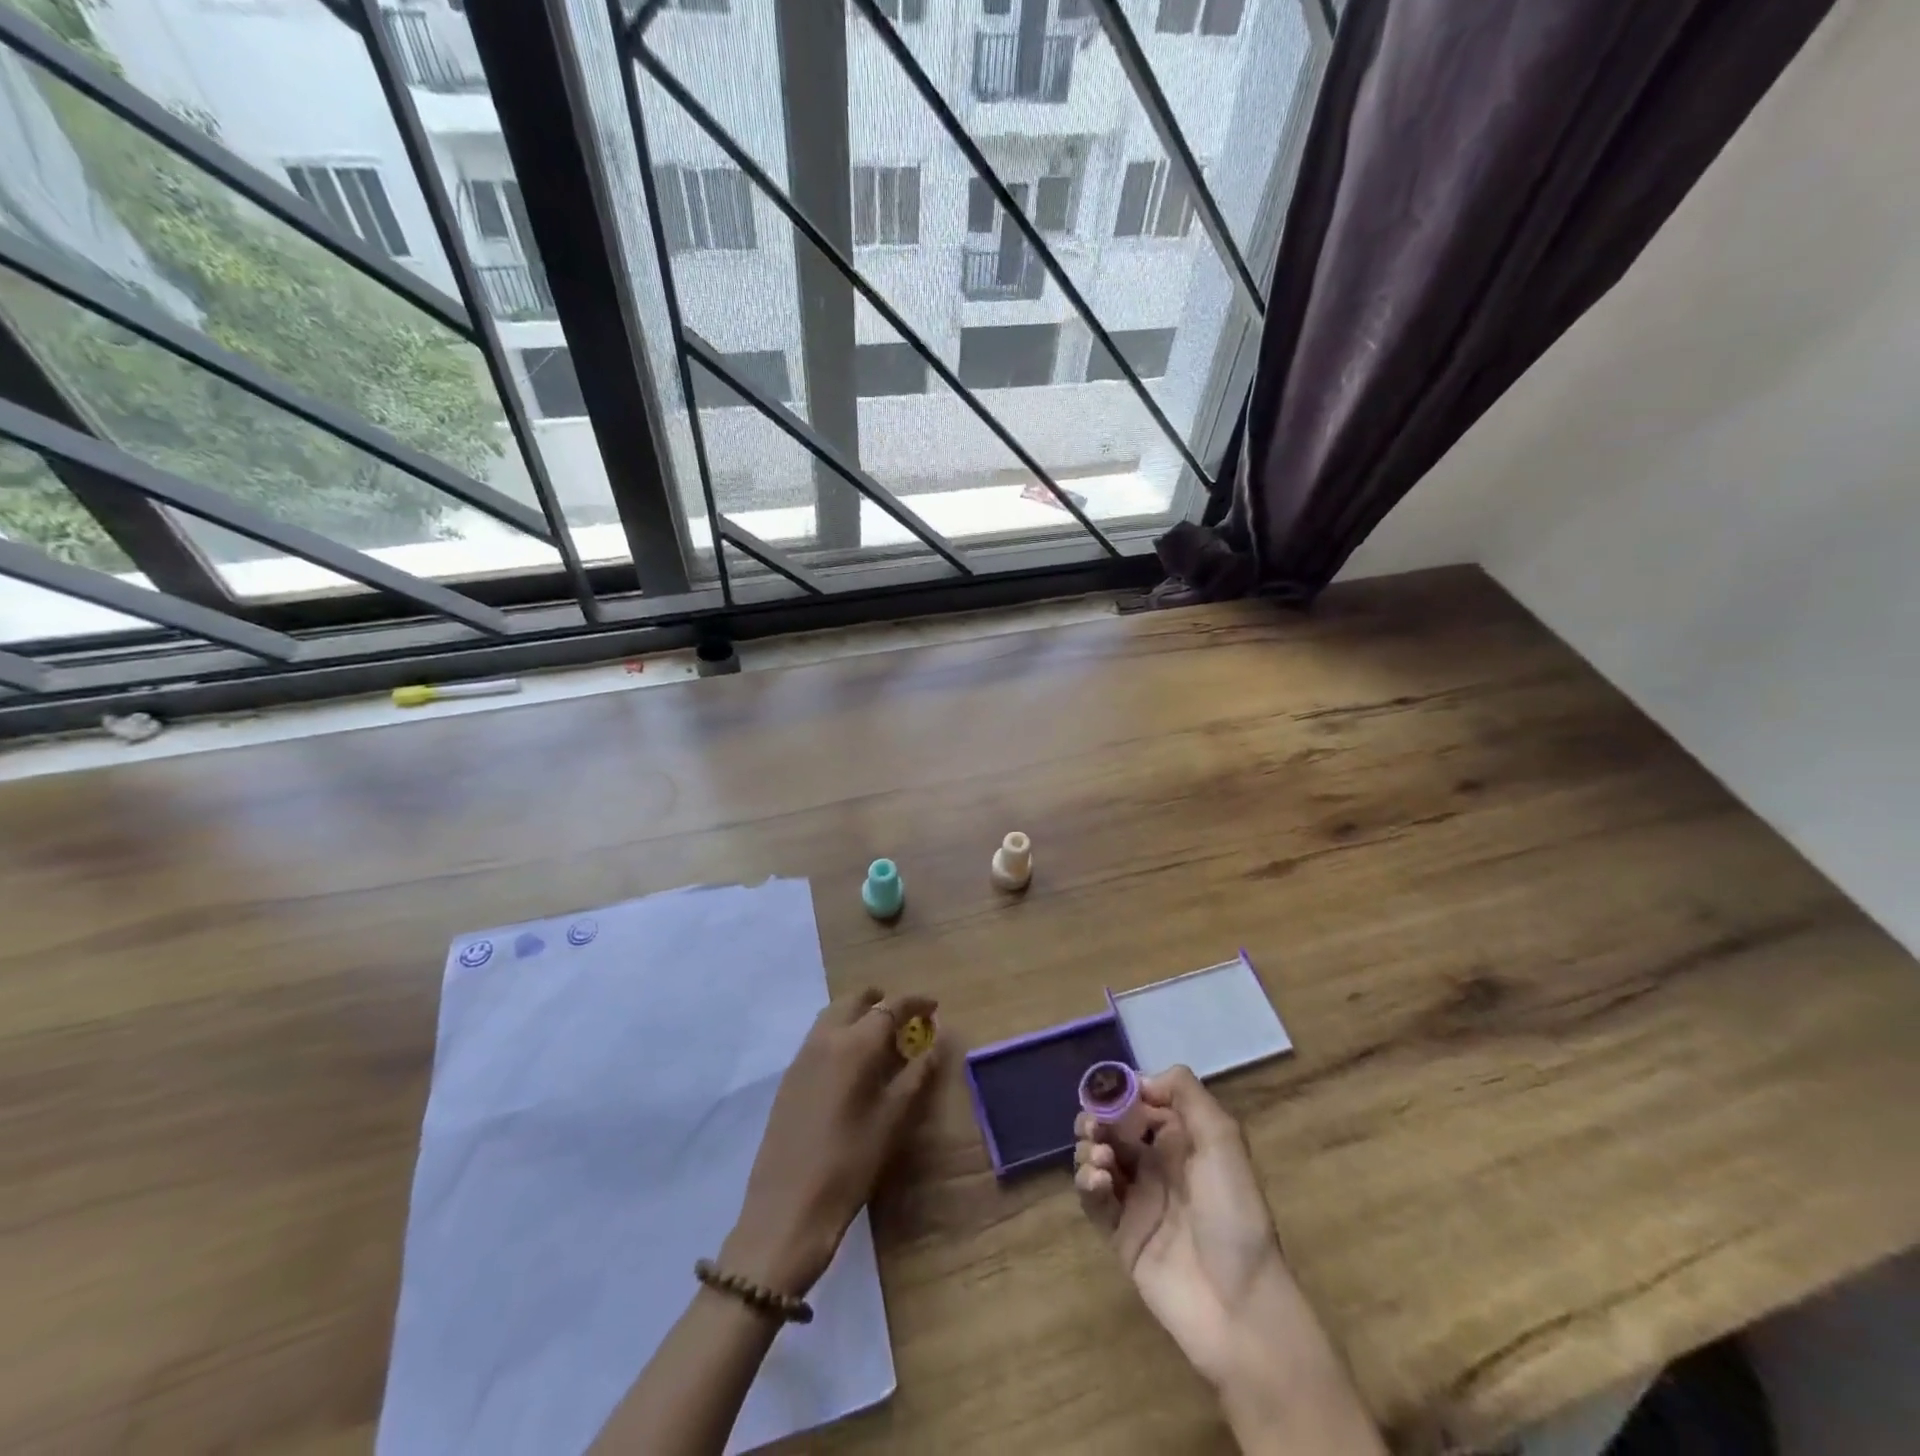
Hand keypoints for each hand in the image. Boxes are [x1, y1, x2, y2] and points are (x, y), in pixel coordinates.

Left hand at [723, 989, 939, 1297]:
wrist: (787, 1208)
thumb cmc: (850, 1162)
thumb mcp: (893, 1120)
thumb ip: (916, 1076)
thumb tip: (934, 1045)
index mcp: (855, 1045)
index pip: (890, 1008)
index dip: (914, 1002)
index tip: (933, 1006)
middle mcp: (825, 1039)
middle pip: (854, 1001)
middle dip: (880, 1000)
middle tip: (904, 1016)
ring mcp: (802, 1057)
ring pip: (832, 1015)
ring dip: (857, 1014)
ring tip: (879, 1036)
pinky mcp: (789, 1078)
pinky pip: (818, 1037)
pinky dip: (840, 1032)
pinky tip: (851, 1062)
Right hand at [1075, 1068, 1385, 1455]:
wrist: (1239, 1305)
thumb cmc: (1234, 1213)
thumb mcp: (1223, 1139)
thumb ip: (1185, 1093)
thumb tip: (1139, 1080)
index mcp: (1181, 1140)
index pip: (1139, 1102)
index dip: (1119, 1093)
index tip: (1106, 1091)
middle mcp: (1156, 1164)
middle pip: (1111, 1128)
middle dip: (1096, 1120)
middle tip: (1094, 1127)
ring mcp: (1136, 1200)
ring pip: (1096, 1159)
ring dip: (1089, 1149)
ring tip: (1101, 1160)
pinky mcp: (1119, 1235)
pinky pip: (1093, 1200)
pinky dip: (1087, 1183)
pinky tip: (1098, 1182)